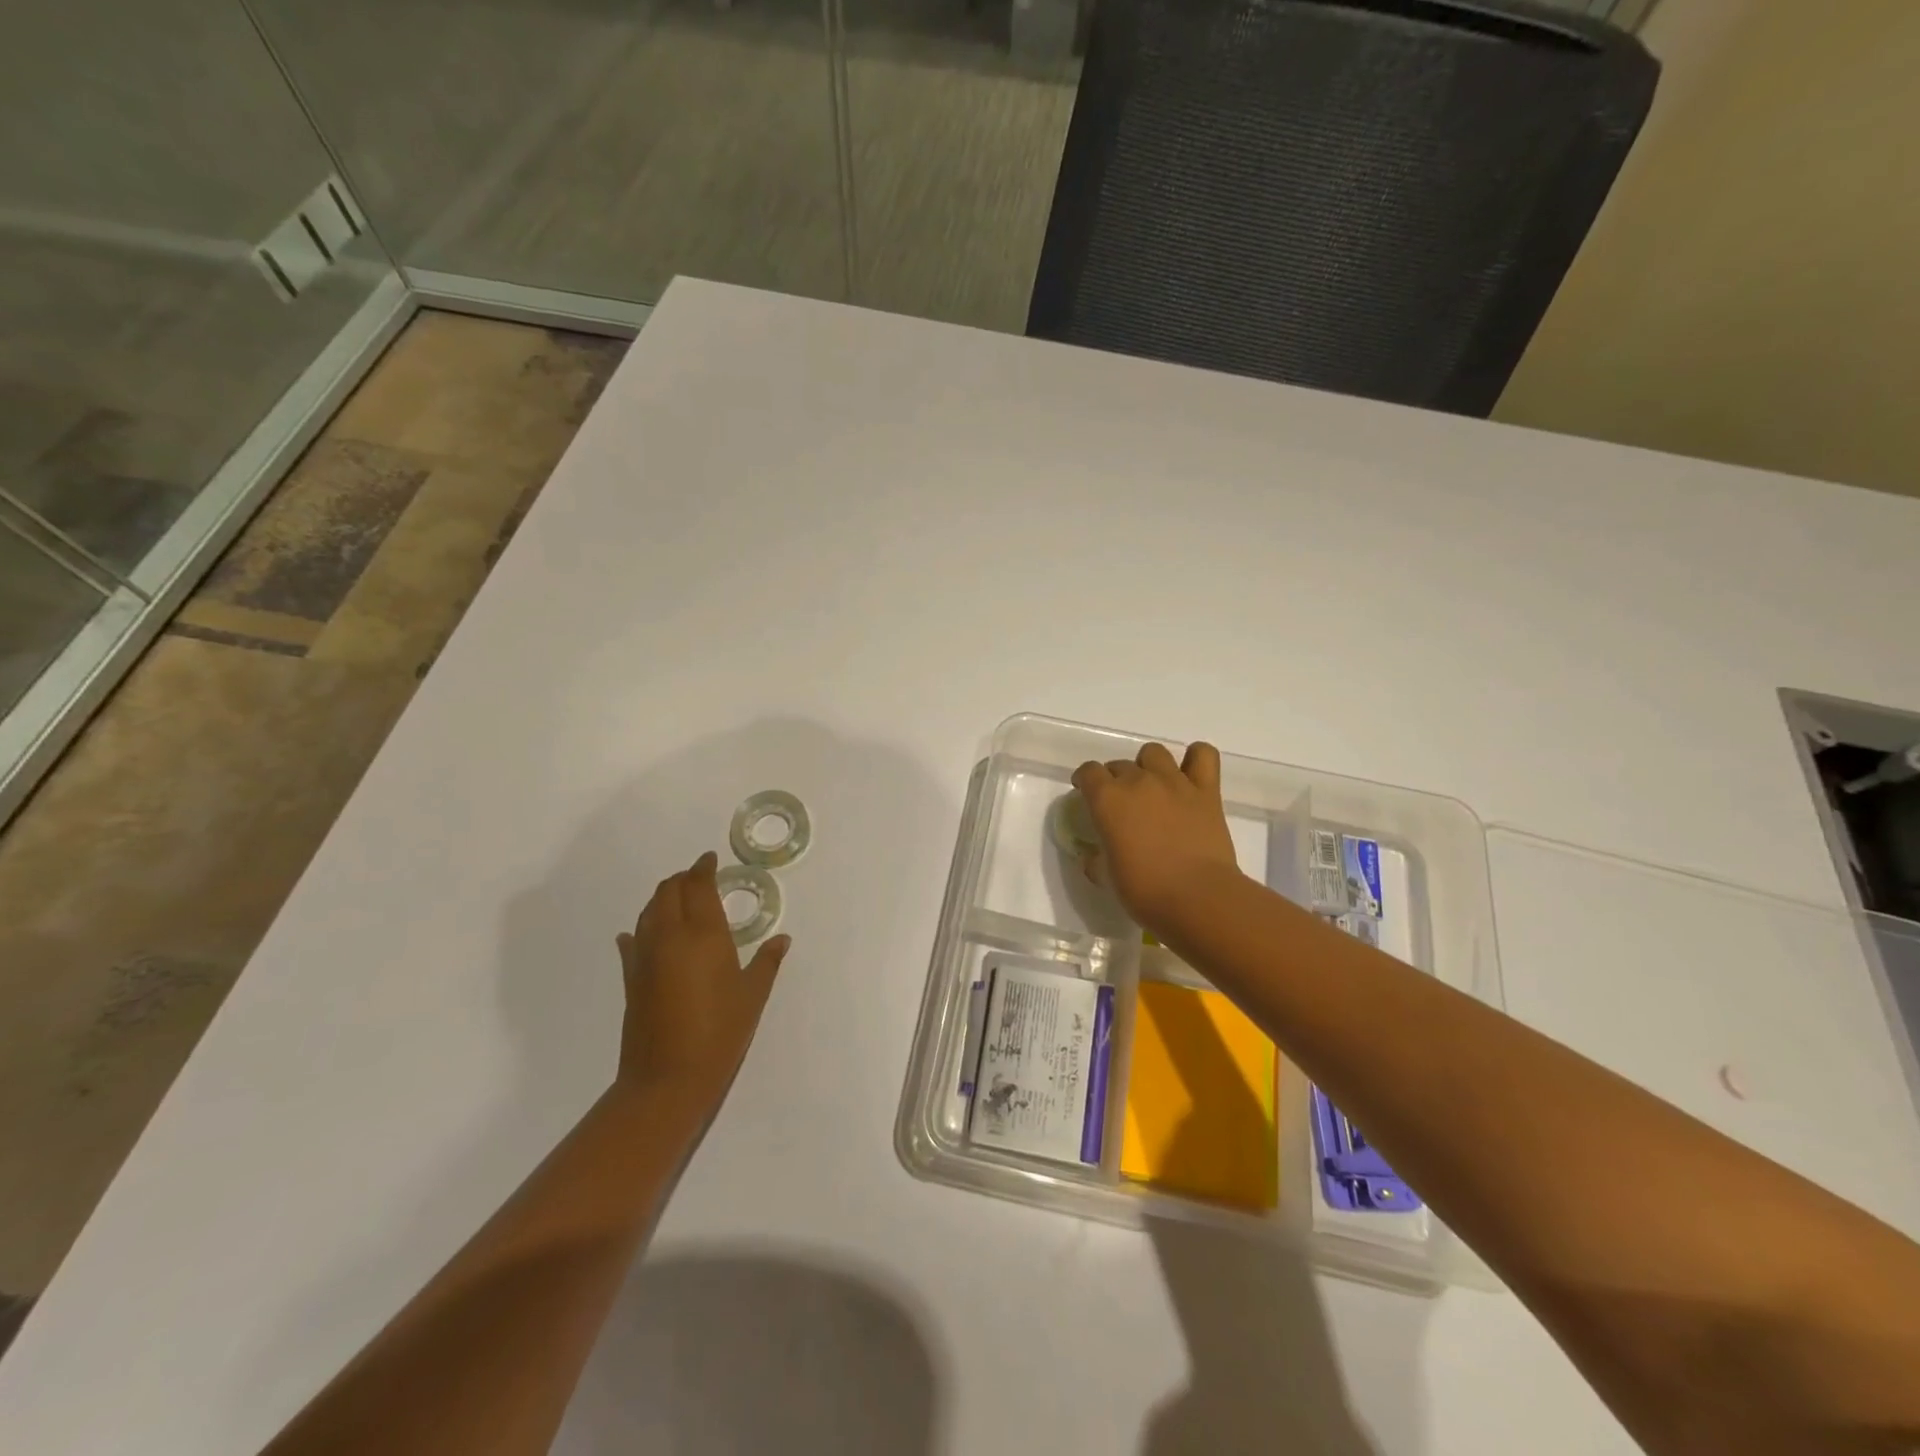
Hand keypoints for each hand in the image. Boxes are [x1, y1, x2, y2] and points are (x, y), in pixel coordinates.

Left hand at [614, 851, 790, 1110]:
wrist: (667, 1079)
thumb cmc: (720, 1033)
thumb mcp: (752, 996)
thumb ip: (767, 962)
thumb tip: (782, 939)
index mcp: (703, 935)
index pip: (698, 886)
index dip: (703, 868)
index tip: (710, 859)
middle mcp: (670, 936)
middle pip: (668, 891)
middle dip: (682, 878)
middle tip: (698, 876)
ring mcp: (645, 957)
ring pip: (648, 911)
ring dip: (663, 898)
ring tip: (679, 898)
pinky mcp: (631, 979)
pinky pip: (633, 941)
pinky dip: (640, 929)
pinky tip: (639, 932)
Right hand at [1072, 742, 1242, 939]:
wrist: (1197, 898)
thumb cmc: (1144, 891)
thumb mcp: (1107, 877)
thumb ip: (1097, 860)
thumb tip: (1094, 856)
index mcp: (1107, 799)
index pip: (1088, 772)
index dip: (1085, 780)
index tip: (1085, 793)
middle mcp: (1138, 781)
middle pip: (1119, 764)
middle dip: (1115, 779)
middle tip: (1122, 803)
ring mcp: (1174, 782)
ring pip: (1154, 753)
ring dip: (1149, 766)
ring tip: (1153, 786)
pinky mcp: (1207, 791)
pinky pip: (1203, 754)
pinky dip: (1196, 758)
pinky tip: (1191, 774)